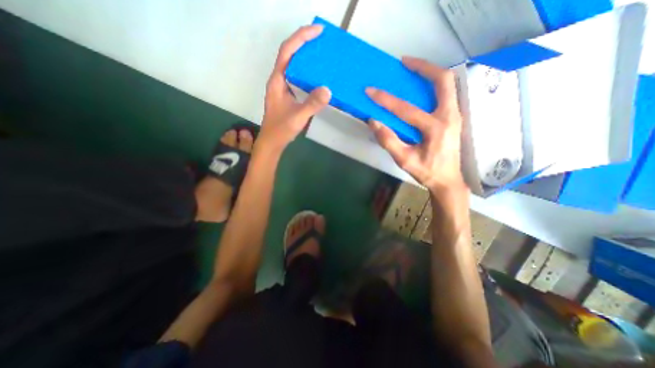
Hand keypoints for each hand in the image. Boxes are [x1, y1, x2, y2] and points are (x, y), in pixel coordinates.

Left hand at [259, 24, 333, 151]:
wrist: (272, 141)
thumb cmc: (281, 129)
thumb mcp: (297, 117)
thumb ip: (311, 104)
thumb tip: (328, 90)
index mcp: (278, 81)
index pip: (287, 52)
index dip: (301, 38)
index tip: (317, 31)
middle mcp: (279, 80)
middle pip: (290, 54)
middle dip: (304, 43)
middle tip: (322, 40)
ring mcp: (283, 88)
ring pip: (294, 66)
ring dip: (306, 57)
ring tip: (321, 54)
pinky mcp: (287, 95)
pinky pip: (297, 78)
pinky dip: (307, 72)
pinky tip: (317, 76)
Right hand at [368, 57, 464, 192]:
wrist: (448, 180)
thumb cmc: (426, 172)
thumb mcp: (404, 160)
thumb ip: (389, 141)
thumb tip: (374, 122)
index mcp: (436, 129)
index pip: (406, 109)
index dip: (386, 100)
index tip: (371, 91)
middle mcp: (450, 116)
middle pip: (443, 80)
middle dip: (423, 67)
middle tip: (403, 62)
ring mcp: (455, 115)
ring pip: (447, 84)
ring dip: (430, 72)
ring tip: (411, 68)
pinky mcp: (453, 117)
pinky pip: (446, 93)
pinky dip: (433, 84)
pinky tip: (420, 85)